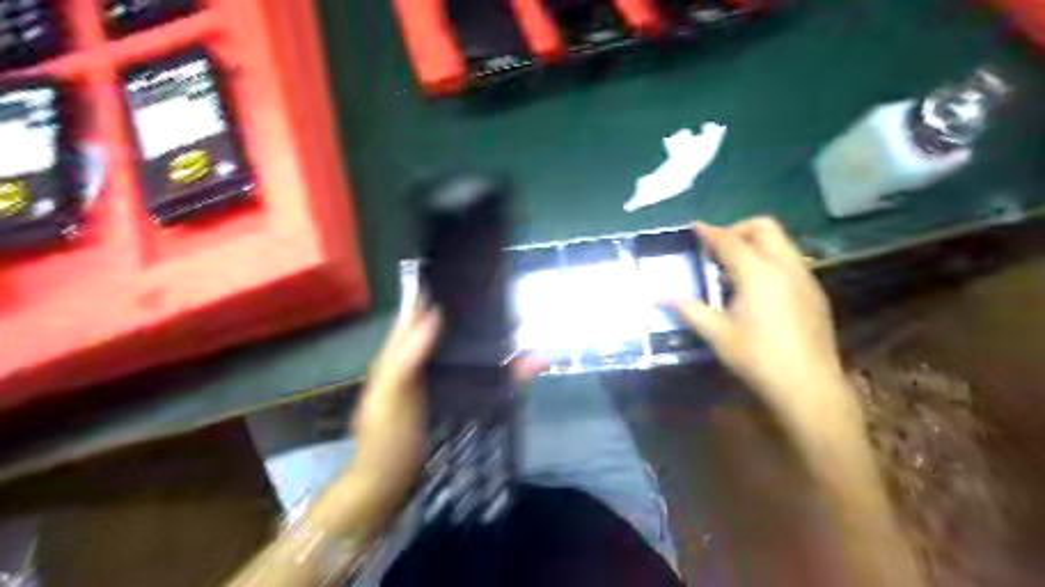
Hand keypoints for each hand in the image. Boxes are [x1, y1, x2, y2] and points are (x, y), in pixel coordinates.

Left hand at [312, 304, 546, 536]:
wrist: (390, 489)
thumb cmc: (384, 441)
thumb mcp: (390, 398)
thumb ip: (407, 357)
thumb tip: (435, 313)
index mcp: (402, 355)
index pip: (420, 313)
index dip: (439, 292)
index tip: (469, 276)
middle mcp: (425, 362)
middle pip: (454, 332)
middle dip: (479, 318)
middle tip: (511, 303)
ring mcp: (444, 383)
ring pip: (474, 355)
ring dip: (499, 344)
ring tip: (527, 332)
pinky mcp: (460, 402)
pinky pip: (487, 381)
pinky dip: (507, 374)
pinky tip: (529, 369)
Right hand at [674, 217, 860, 427]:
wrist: (809, 386)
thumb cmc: (758, 358)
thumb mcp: (717, 334)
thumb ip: (689, 310)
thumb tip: (659, 297)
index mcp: (758, 273)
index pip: (730, 241)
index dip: (710, 232)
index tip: (694, 227)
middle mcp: (785, 267)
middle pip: (764, 228)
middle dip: (737, 229)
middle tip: (716, 248)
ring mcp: (804, 278)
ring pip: (781, 243)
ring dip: (755, 244)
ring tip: (733, 270)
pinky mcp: (814, 292)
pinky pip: (790, 261)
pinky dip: (770, 260)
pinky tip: (757, 289)